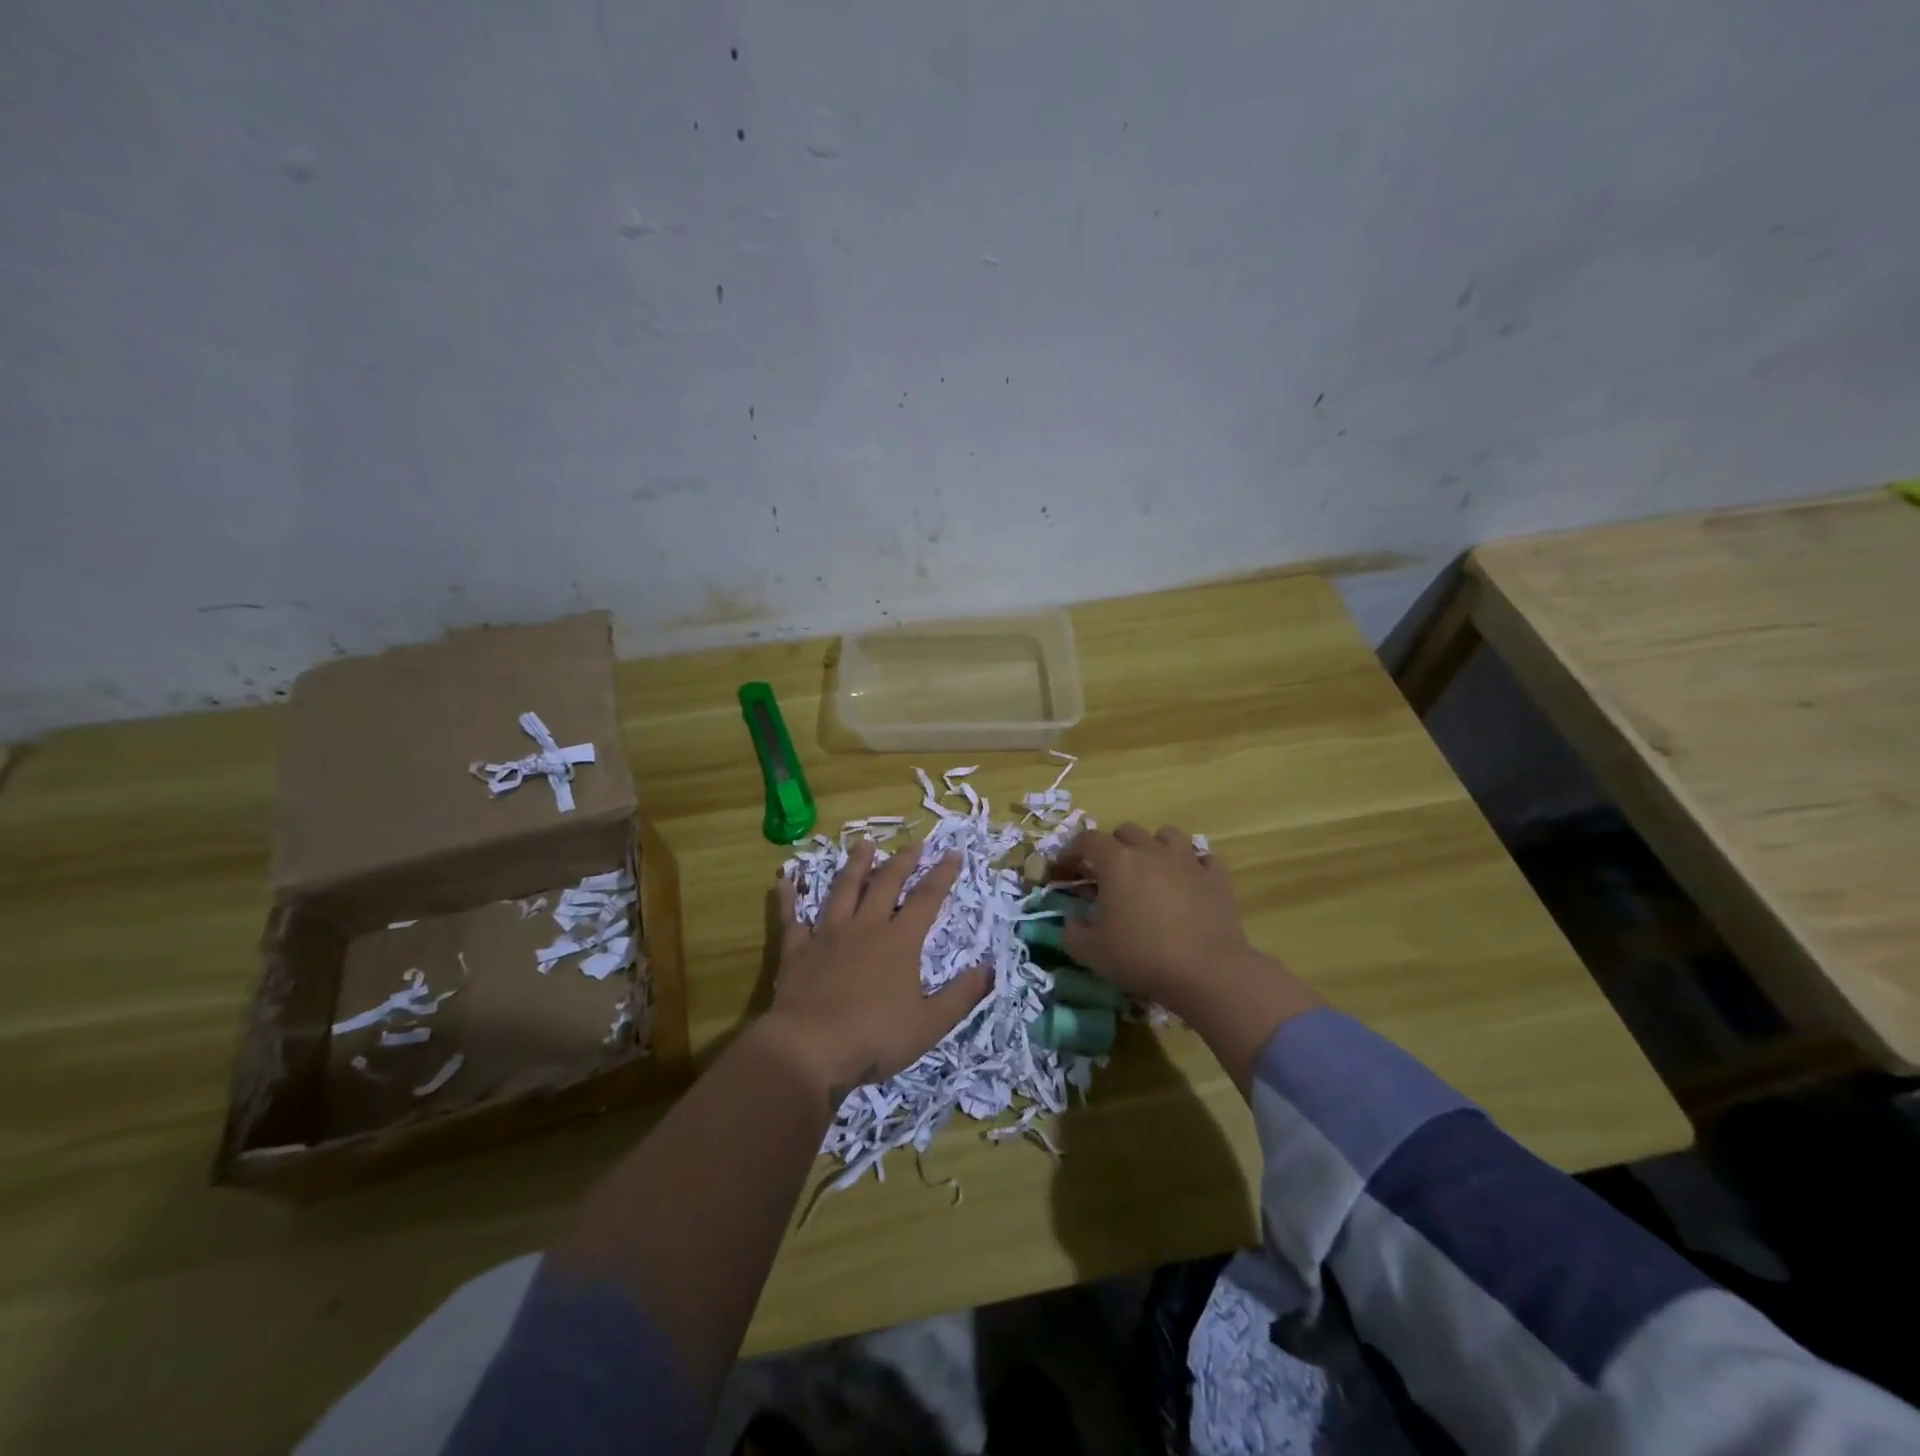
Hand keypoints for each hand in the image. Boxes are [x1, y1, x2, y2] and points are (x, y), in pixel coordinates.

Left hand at [763, 842, 989, 1110]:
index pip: (927, 898)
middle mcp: (865, 927)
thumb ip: (962, 995)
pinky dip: (788, 898)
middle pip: (886, 884)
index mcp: (900, 941)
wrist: (809, 1048)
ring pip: (844, 890)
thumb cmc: (875, 1038)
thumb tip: (991, 967)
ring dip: (856, 865)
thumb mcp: (930, 1024)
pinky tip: (784, 880)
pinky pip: (791, 918)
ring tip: (864, 843)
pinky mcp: (798, 949)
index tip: (954, 852)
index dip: (942, 874)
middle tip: (914, 843)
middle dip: (903, 861)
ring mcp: (828, 934)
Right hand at [1054, 825, 1320, 1085]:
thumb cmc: (1142, 957)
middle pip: (1126, 831)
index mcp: (1117, 862)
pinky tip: (1188, 883)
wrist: (1207, 972)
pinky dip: (1192, 865)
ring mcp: (1188, 861)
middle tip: (1108, 874)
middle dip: (1112, 847)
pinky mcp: (1217, 877)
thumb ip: (1072, 933)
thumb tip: (1071, 922)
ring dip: (1153, 846)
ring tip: (1150, 870)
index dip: (1071, 852)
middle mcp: (1151, 851)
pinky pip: (1203, 857)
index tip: (1065, 872)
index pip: (1087, 840)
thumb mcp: (1092, 952)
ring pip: (1167, 834)